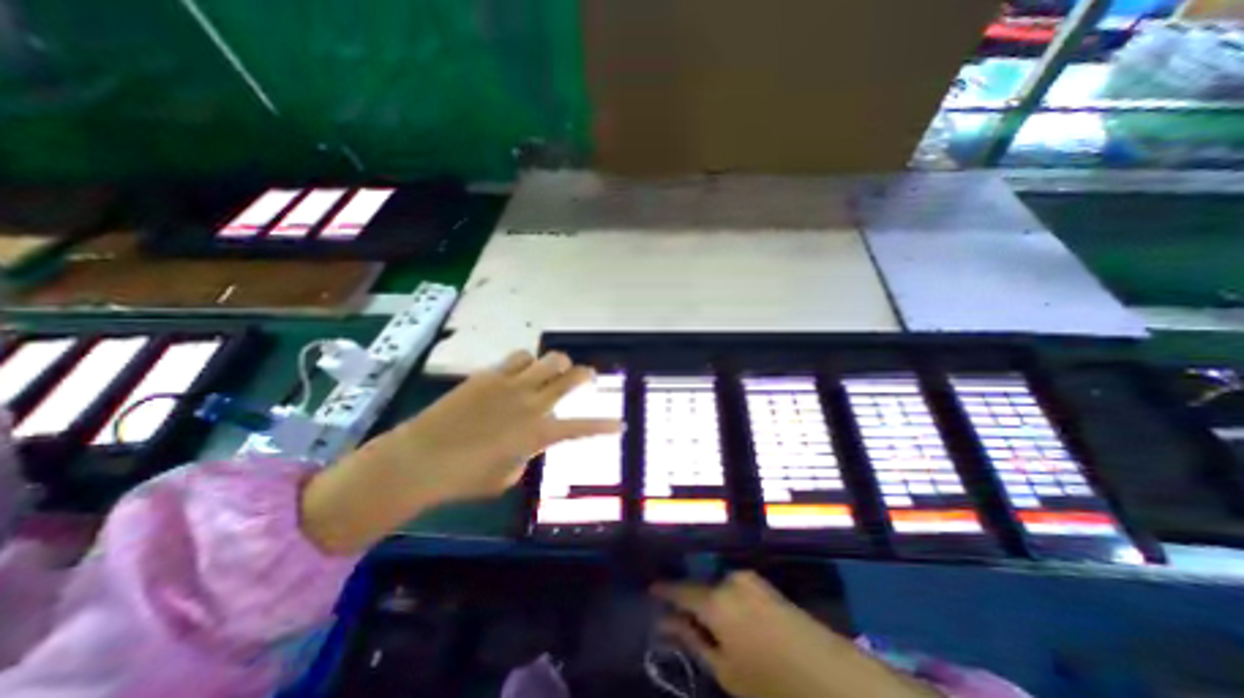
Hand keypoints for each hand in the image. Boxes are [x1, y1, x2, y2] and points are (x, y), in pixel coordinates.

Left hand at [368, 352, 622, 503]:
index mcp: (538, 434)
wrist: (420, 458)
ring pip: (549, 359)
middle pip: (571, 377)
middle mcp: (532, 404)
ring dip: (556, 365)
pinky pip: (519, 357)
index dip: (604, 426)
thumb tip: (529, 439)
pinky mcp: (491, 374)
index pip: (582, 427)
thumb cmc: (464, 478)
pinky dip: (526, 363)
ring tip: (550, 372)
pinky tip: (520, 371)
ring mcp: (512, 385)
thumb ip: (527, 453)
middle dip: (586, 375)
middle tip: (588, 377)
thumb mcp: (506, 475)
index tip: (620, 425)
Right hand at [655, 573, 937, 697]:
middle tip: (678, 621)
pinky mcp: (768, 587)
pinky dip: (727, 603)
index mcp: (716, 599)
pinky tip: (732, 624)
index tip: (649, 591)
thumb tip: (666, 623)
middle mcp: (731, 580)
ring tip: (707, 628)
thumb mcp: (728, 672)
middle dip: (689, 602)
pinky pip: (736, 590)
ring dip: (709, 604)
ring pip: (719, 589)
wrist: (838, 680)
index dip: (663, 591)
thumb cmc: (774, 685)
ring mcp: (752, 581)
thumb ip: (693, 642)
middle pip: (700, 588)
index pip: (679, 590)